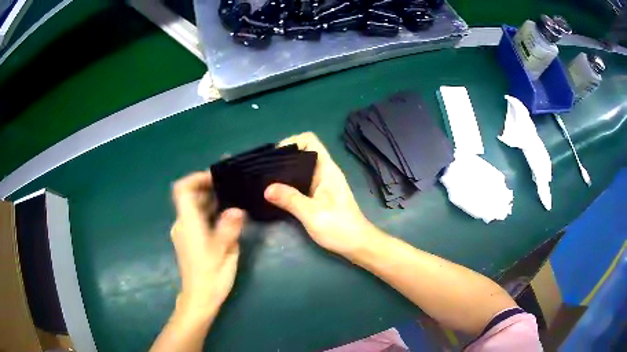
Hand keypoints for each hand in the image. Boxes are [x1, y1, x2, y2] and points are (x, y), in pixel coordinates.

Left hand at [171, 171, 244, 315]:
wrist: (199, 298)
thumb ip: (229, 228)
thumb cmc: (211, 275)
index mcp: (188, 223)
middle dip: (209, 188)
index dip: (196, 177)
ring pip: (194, 208)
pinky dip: (208, 213)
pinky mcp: (188, 240)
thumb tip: (237, 210)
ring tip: (232, 200)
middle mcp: (182, 224)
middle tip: (232, 187)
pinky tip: (226, 218)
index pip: (182, 189)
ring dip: (210, 201)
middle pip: (190, 197)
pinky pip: (196, 219)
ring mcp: (184, 232)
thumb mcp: (225, 251)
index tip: (216, 176)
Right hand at [264, 132, 378, 255]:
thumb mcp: (312, 213)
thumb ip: (290, 199)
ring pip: (301, 169)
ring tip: (266, 181)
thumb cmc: (339, 227)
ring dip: (285, 172)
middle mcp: (324, 172)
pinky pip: (301, 182)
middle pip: (302, 153)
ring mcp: (322, 184)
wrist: (358, 244)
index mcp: (326, 169)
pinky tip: (277, 194)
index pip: (310, 140)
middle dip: (283, 158)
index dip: (292, 142)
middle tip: (264, 171)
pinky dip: (289, 184)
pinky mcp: (319, 196)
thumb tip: (266, 188)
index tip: (275, 157)